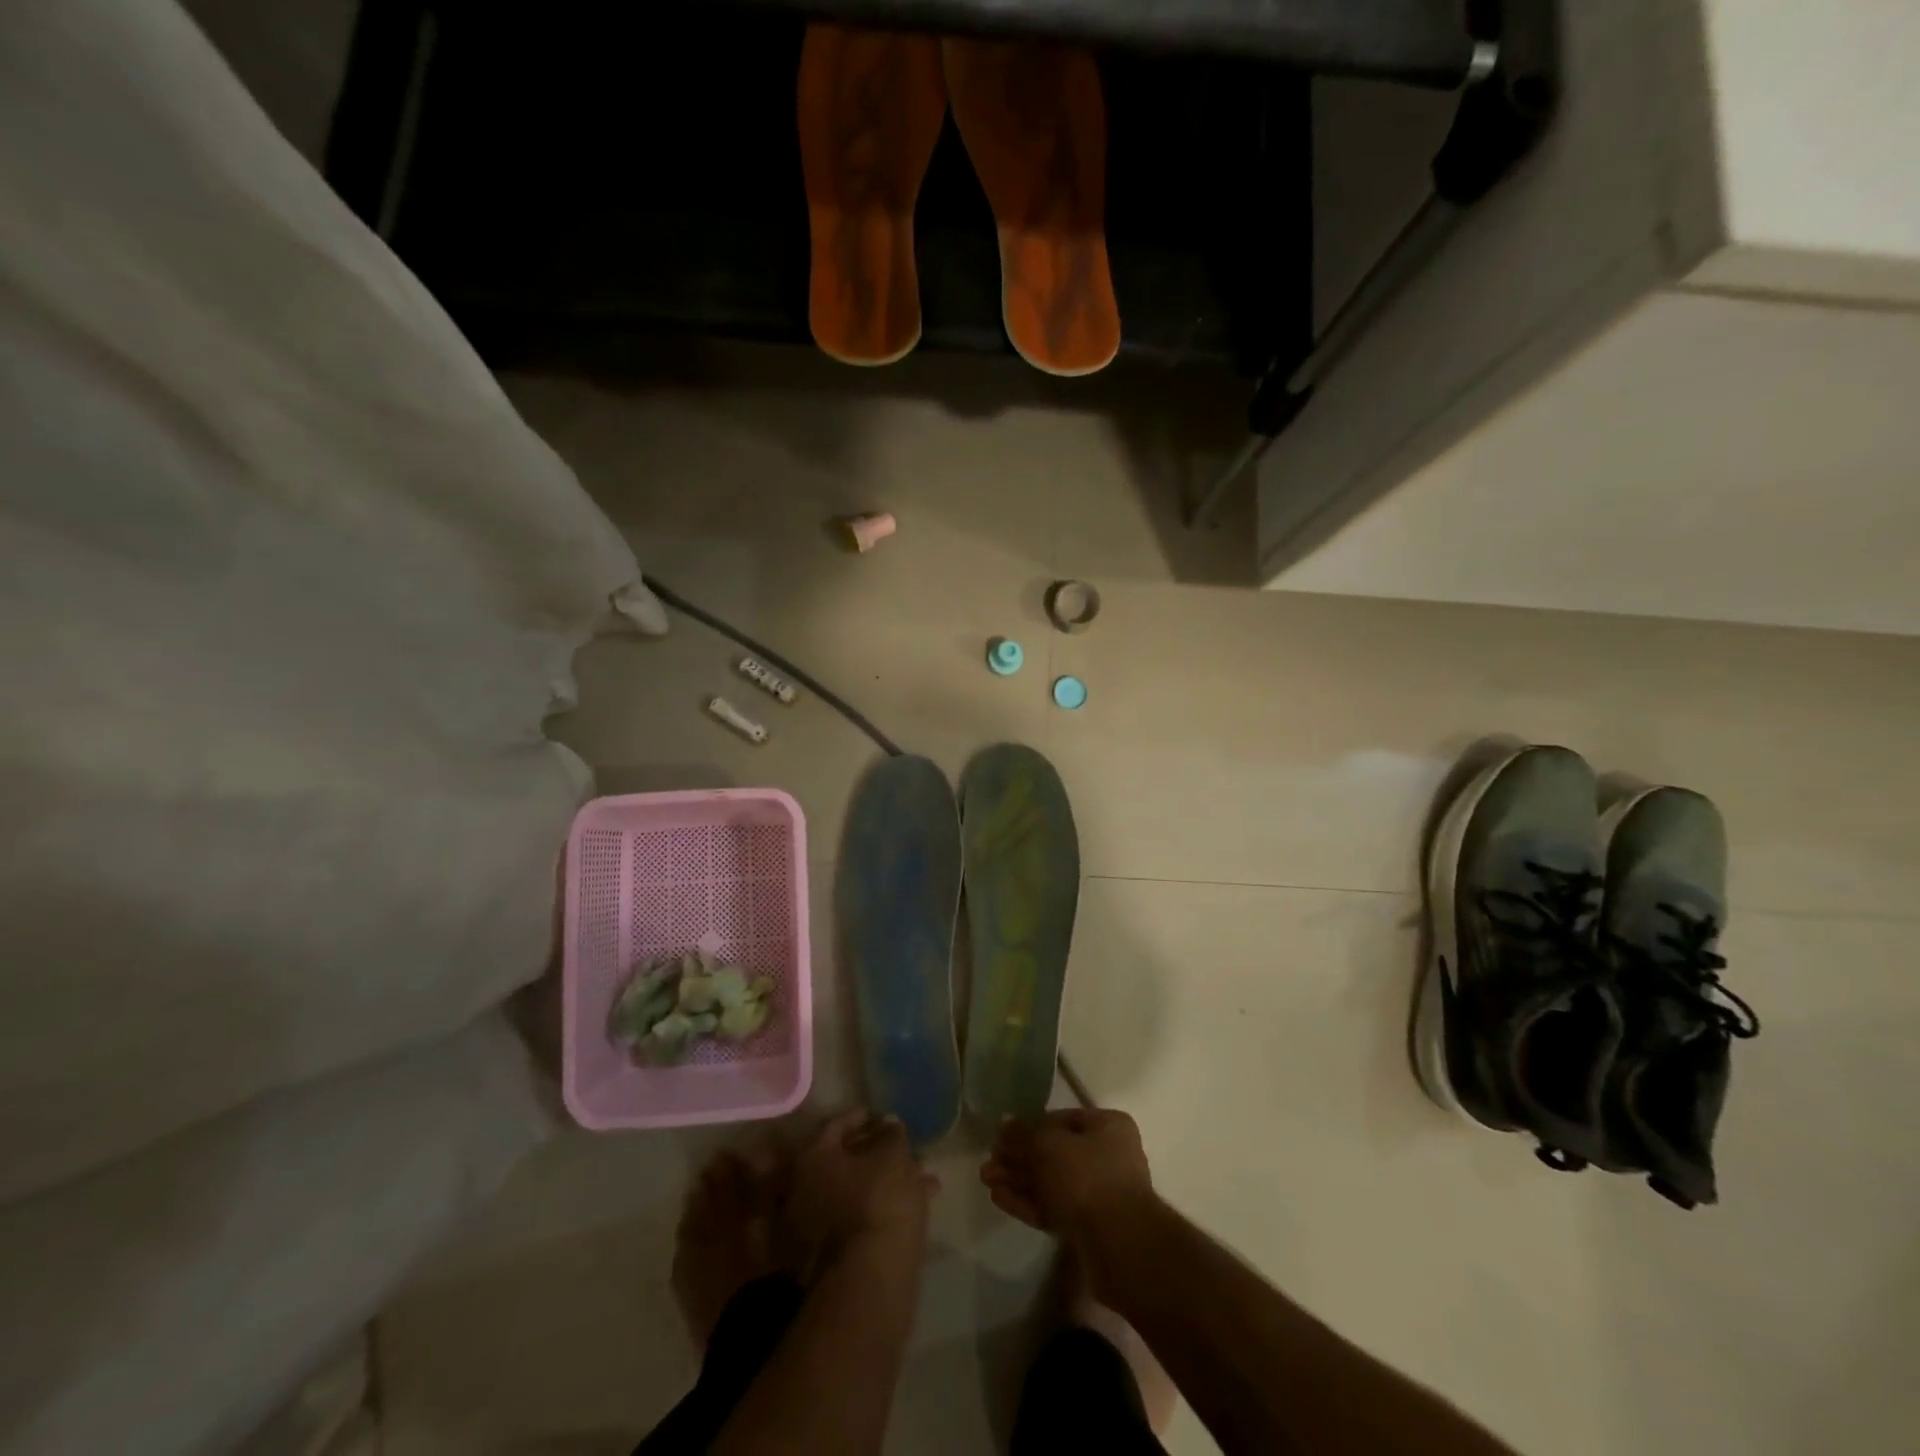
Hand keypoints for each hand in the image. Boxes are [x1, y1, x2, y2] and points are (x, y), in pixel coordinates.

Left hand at [783, 1109, 934, 1276]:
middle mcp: (803, 1189)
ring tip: (922, 1172)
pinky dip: (883, 1204)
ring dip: (884, 1178)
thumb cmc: (878, 1199)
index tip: (880, 1114)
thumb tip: (889, 1122)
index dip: (860, 1116)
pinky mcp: (832, 1254)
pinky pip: (859, 1215)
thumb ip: (892, 1134)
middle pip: (843, 1160)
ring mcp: (815, 1225)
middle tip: (902, 1144)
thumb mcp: (893, 1155)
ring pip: (854, 1190)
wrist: (870, 1278)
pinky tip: (919, 1200)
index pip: (835, 1125)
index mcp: (812, 1158)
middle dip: (876, 1150)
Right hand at [981, 1108, 1157, 1251]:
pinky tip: (999, 1199)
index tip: (1003, 1136)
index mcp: (1108, 1127)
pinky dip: (1028, 1202)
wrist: (1120, 1245)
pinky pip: (1054, 1208)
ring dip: (1018, 1180)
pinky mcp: (1090, 1227)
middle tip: (988, 1162)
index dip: (1030, 1126)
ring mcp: (1100, 1194)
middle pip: (1054, 1153)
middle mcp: (1108, 1156)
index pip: (1062, 1119)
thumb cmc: (1087, 1177)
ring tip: (986, 1180)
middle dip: (1019, 1158)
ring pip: (1052, 1182)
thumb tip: (1005, 1122)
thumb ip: (1023, 1133)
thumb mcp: (1048, 1145)